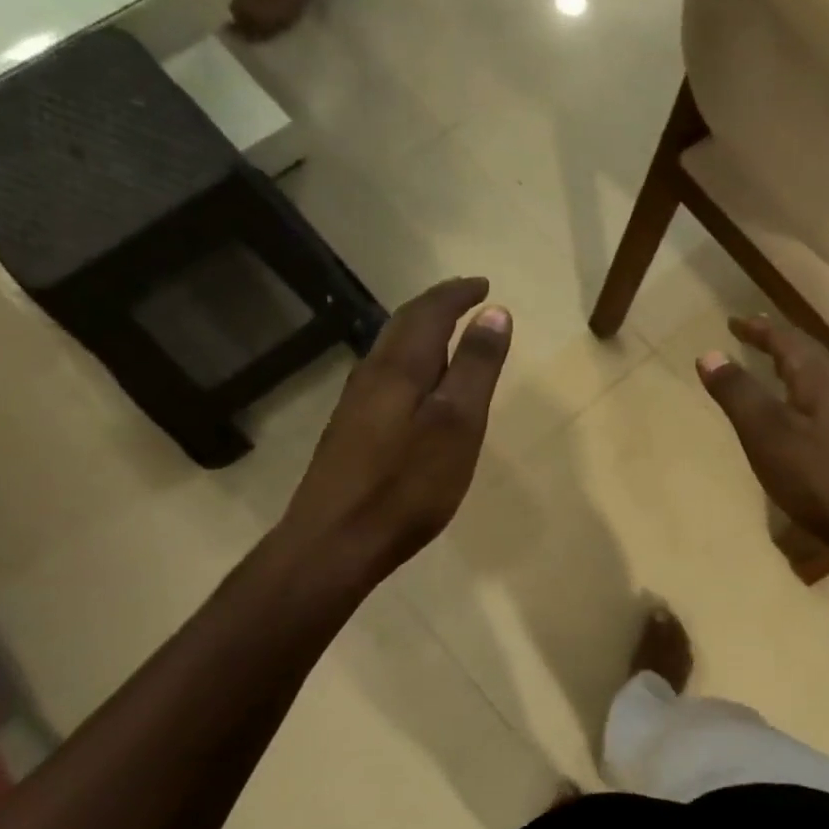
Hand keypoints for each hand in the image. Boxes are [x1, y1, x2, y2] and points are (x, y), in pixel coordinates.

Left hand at [273, 277, 511, 589]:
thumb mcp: (458, 424)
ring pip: (391, 349)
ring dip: (421, 332)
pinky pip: (385, 376)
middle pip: (405, 324)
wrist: (334, 542)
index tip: (484, 285)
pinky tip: (417, 385)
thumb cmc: (407, 484)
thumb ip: (477, 367)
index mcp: (401, 366)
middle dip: (438, 306)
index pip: (430, 311)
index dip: (458, 294)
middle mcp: (372, 374)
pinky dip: (410, 362)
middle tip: (467, 299)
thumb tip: (495, 312)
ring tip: (448, 333)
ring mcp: (356, 403)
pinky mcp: (351, 430)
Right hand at [697, 315, 828, 567]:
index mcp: (822, 378)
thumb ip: (738, 393)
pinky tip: (801, 424)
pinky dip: (805, 401)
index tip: (733, 322)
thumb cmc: (820, 478)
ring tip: (773, 375)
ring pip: (822, 382)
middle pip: (810, 355)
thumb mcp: (767, 434)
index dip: (758, 329)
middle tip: (753, 338)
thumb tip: (709, 354)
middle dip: (779, 344)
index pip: (787, 339)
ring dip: (794, 372)